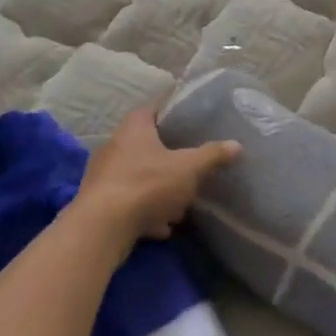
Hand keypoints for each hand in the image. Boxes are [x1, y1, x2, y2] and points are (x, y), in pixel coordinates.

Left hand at [74, 106, 239, 248]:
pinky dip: (144, 212)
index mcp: (134, 127)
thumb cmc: (148, 184)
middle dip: (168, 158)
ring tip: (179, 204)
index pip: (153, 109)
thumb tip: (237, 145)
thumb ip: (212, 155)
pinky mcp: (98, 202)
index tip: (190, 122)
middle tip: (189, 166)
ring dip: (157, 189)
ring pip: (137, 176)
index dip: (172, 113)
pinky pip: (128, 202)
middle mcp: (114, 145)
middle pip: (145, 145)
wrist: (102, 227)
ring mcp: (103, 175)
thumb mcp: (189, 168)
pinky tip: (161, 227)